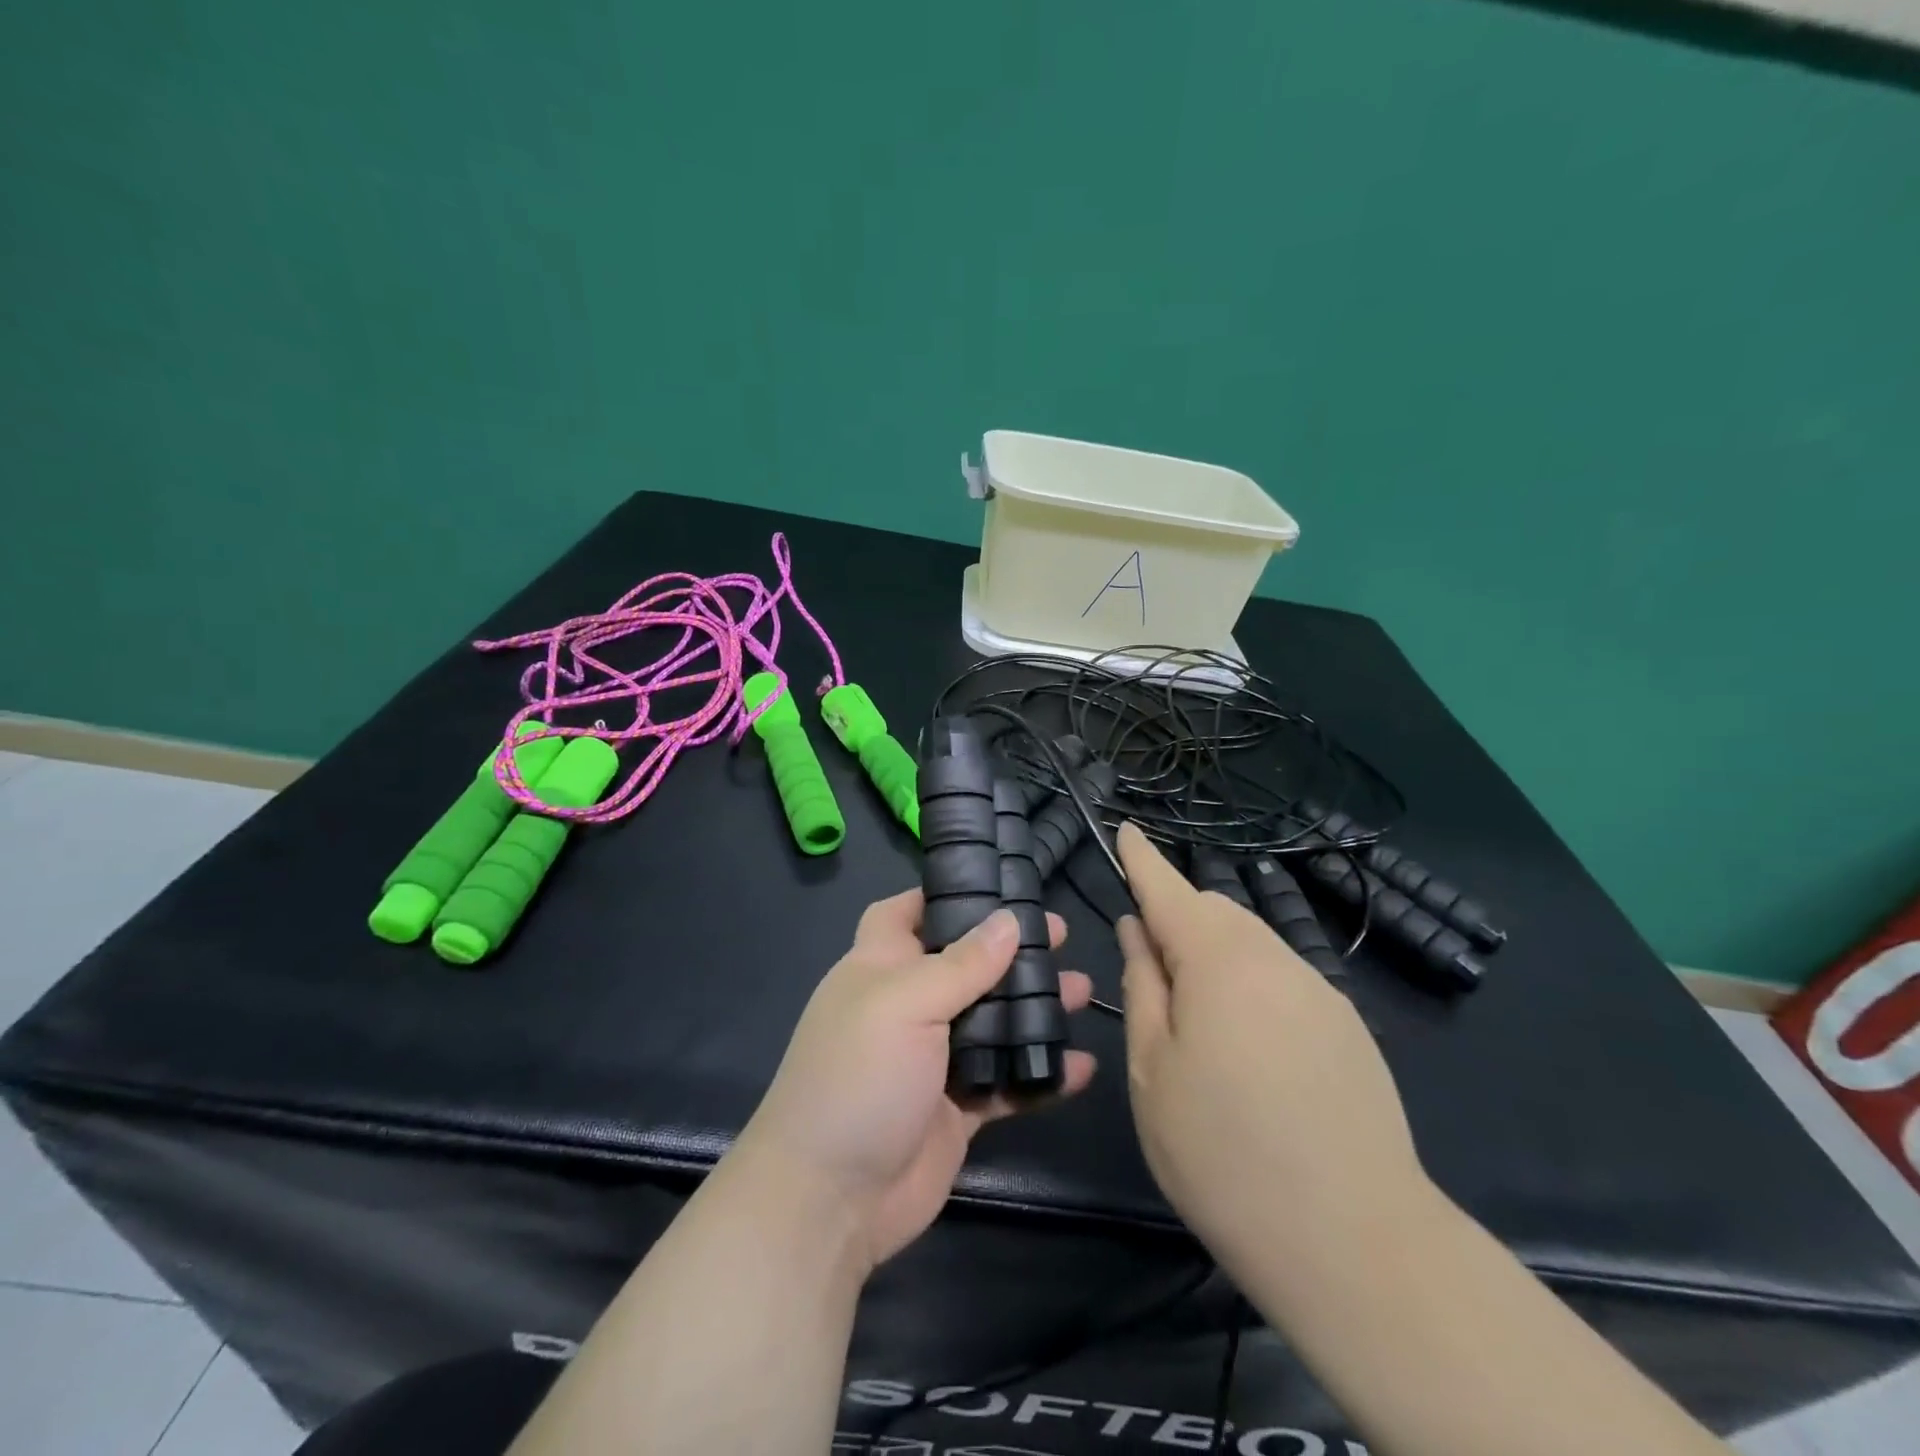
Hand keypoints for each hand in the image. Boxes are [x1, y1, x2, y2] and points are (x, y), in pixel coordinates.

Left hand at [734, 892, 1096, 1270]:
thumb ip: (962, 964)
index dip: (942, 894)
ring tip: (1084, 990)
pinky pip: (1006, 1082)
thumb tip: (1007, 921)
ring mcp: (934, 1060)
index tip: (995, 884)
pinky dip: (1041, 1074)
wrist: (830, 1201)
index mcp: (881, 968)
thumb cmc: (858, 1077)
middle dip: (1010, 950)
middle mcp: (908, 1006)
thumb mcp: (906, 1004)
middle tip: (1061, 936)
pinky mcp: (958, 1110)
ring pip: (993, 1021)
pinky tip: (1082, 1067)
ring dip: (1036, 1008)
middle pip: (965, 965)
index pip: (906, 914)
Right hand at [1116, 823, 1424, 1271]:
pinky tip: (1250, 1049)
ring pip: (1252, 943)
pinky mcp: (1348, 1028)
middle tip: (1149, 970)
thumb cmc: (1223, 1152)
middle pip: (1216, 911)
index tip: (1127, 830)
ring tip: (1197, 1018)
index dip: (1143, 860)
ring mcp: (1319, 992)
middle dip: (1176, 918)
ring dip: (1214, 953)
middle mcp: (1275, 959)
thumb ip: (1142, 986)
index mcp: (1218, 961)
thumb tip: (1138, 931)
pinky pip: (1283, 978)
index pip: (1169, 890)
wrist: (1356, 1243)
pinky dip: (1251, 983)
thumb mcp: (1153, 1070)